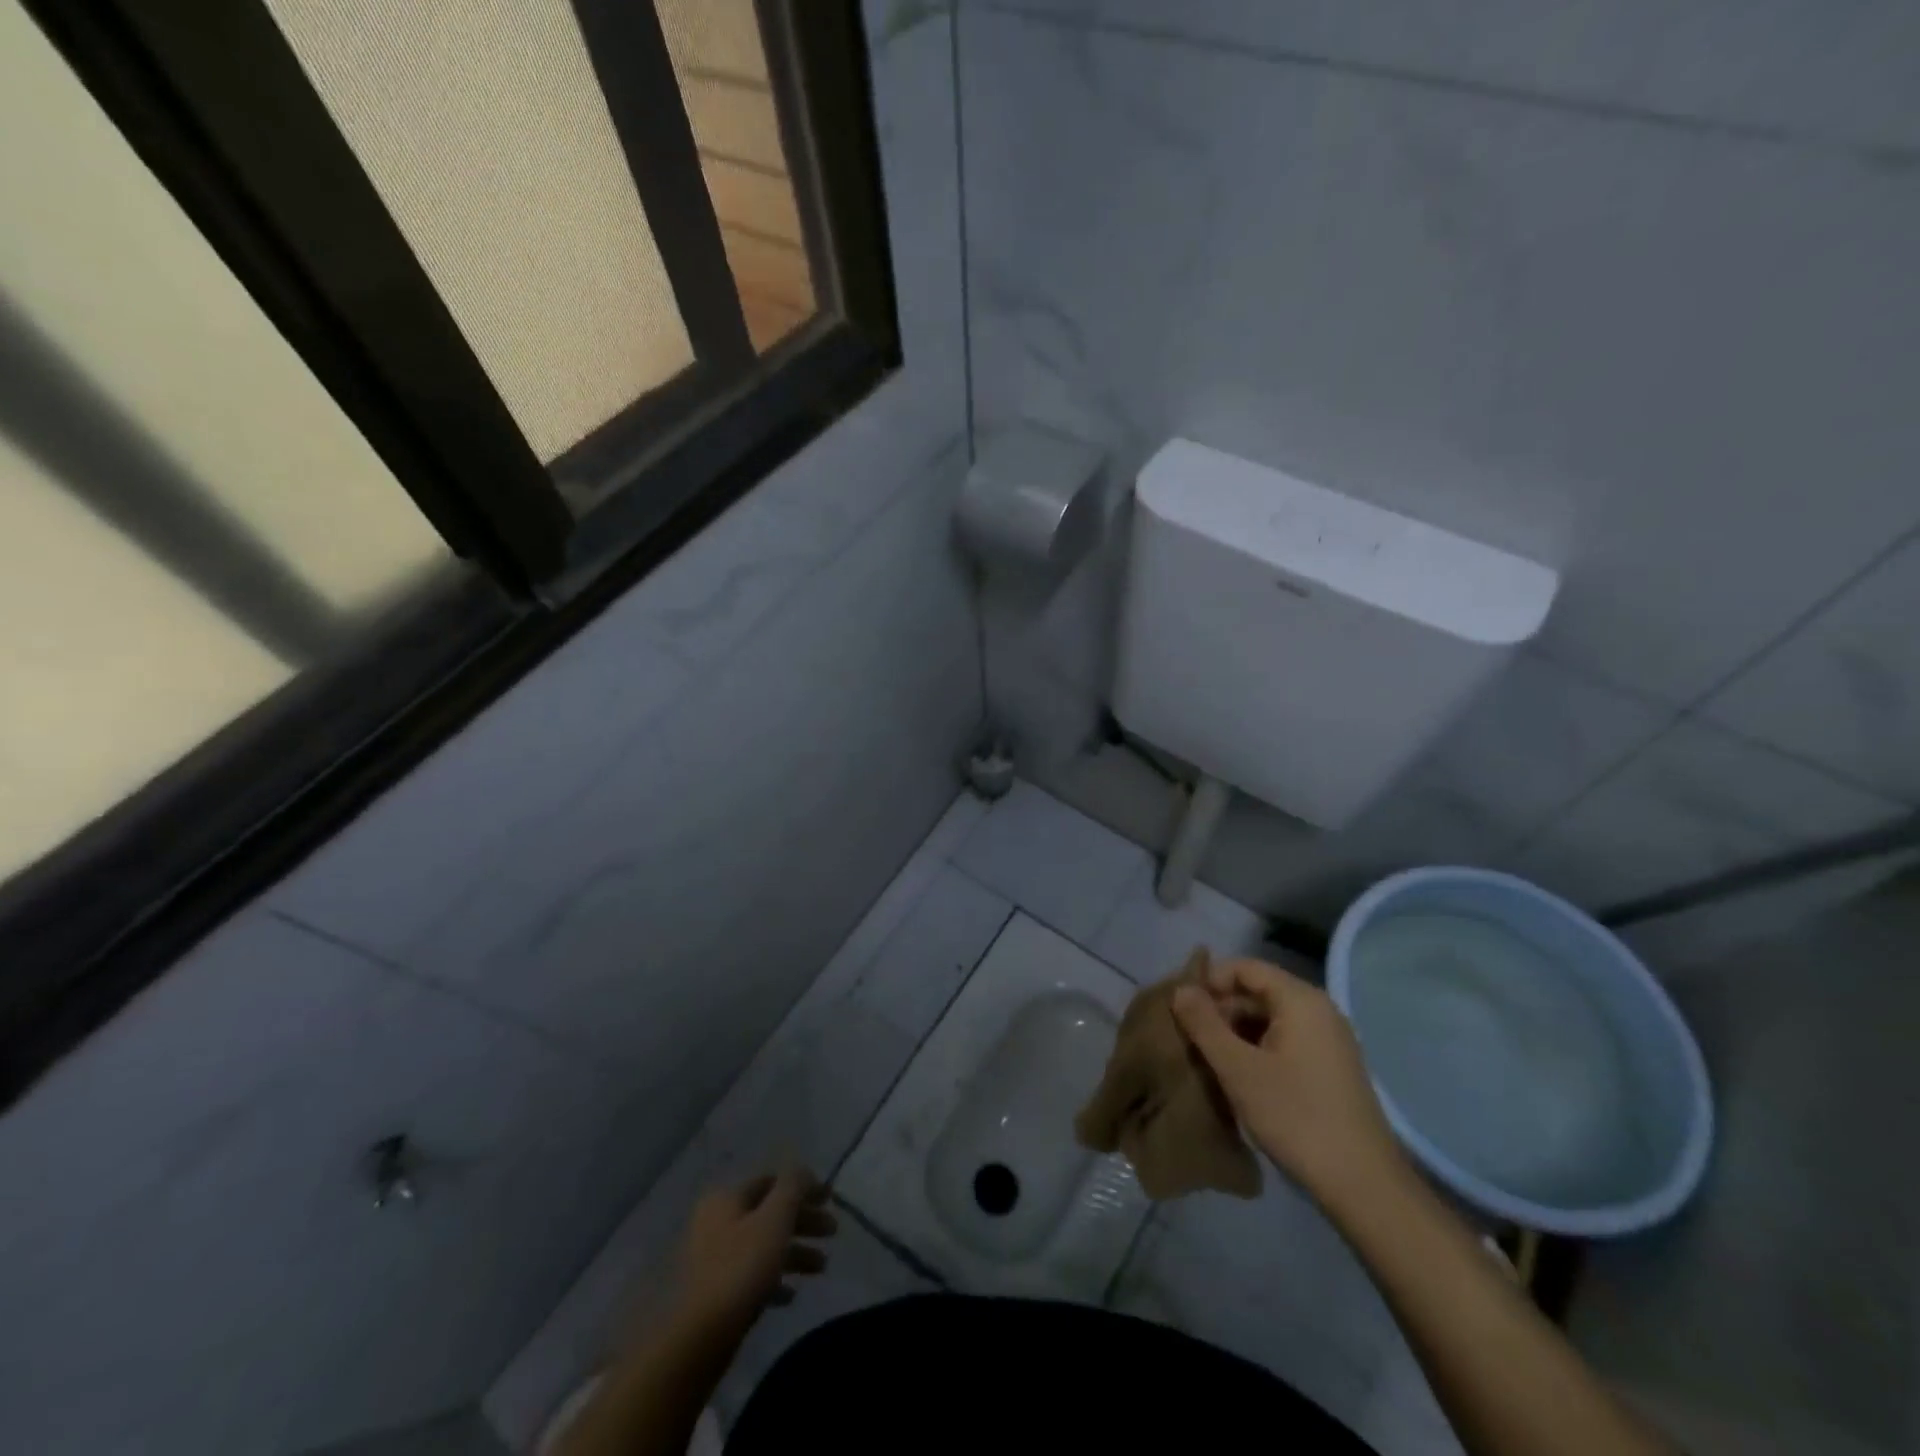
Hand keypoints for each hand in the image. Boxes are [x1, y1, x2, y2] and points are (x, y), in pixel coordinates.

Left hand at [670, 1167, 835, 1337]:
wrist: (697, 1339)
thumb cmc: (741, 1268)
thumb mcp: (775, 1218)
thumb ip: (793, 1187)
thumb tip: (803, 1171)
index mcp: (727, 1198)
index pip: (772, 1182)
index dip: (804, 1187)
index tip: (831, 1201)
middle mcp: (717, 1222)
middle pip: (769, 1213)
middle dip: (803, 1221)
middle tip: (833, 1232)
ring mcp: (714, 1259)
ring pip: (763, 1245)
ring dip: (794, 1252)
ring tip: (822, 1267)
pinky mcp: (715, 1293)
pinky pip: (752, 1276)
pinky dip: (774, 1279)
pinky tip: (791, 1295)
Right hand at [1173, 958, 1403, 1209]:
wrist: (1363, 1186)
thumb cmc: (1296, 1117)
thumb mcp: (1238, 1069)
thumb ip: (1205, 1024)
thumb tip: (1180, 989)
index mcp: (1301, 1000)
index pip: (1245, 968)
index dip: (1209, 981)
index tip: (1181, 1008)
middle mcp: (1319, 1011)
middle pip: (1257, 991)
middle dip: (1220, 1009)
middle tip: (1188, 1037)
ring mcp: (1329, 1041)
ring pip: (1269, 1019)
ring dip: (1235, 1032)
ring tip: (1207, 1059)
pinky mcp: (1331, 1068)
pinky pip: (1285, 1041)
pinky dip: (1257, 1049)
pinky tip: (1238, 1077)